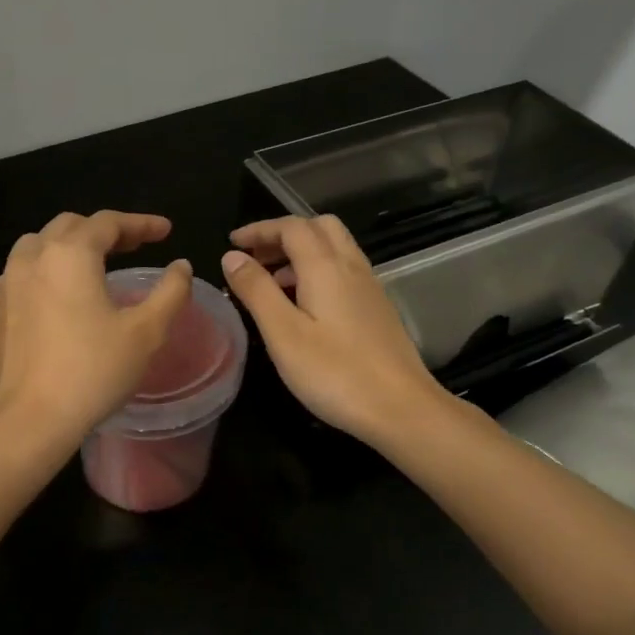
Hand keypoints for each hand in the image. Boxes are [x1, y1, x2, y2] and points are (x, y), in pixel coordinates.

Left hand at [0, 211, 193, 448]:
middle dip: (106, 230)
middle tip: (135, 245)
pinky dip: (48, 267)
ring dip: (71, 244)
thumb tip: (181, 267)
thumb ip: (171, 292)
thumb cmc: (93, 371)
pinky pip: (24, 271)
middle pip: (71, 226)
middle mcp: (33, 257)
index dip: (141, 223)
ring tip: (95, 263)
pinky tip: (61, 293)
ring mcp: (8, 282)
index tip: (166, 231)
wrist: (31, 419)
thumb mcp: (146, 332)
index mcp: (70, 254)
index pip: (108, 223)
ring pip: (41, 244)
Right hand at [222, 215, 446, 446]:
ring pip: (334, 248)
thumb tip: (233, 257)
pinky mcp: (378, 308)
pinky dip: (318, 271)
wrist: (401, 407)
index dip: (260, 229)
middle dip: (283, 234)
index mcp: (325, 267)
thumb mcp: (283, 334)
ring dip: (301, 253)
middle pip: (318, 227)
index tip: (233, 243)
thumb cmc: (335, 373)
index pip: (291, 227)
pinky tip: (305, 305)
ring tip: (272, 283)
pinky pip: (344, 270)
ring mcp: (369, 287)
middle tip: (255, 258)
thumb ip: (257, 290)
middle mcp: (351, 266)